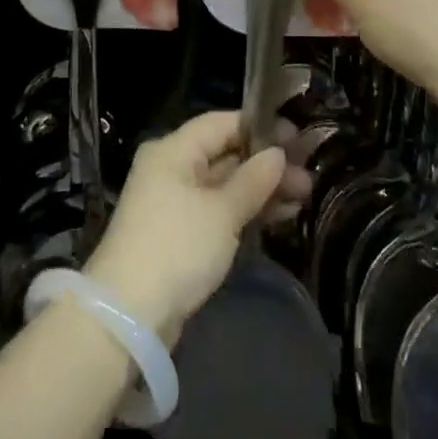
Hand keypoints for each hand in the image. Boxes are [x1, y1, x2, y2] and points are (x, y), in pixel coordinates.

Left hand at [85, 111, 309, 345]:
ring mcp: (174, 203)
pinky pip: (218, 211)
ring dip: (262, 190)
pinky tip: (280, 216)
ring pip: (225, 185)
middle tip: (308, 176)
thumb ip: (253, 180)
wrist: (129, 315)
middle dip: (266, 164)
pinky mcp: (180, 235)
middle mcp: (172, 169)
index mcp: (174, 150)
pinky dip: (246, 211)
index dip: (260, 127)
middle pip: (225, 154)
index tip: (298, 138)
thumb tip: (277, 153)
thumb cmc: (177, 247)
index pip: (222, 123)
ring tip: (303, 198)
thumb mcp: (221, 211)